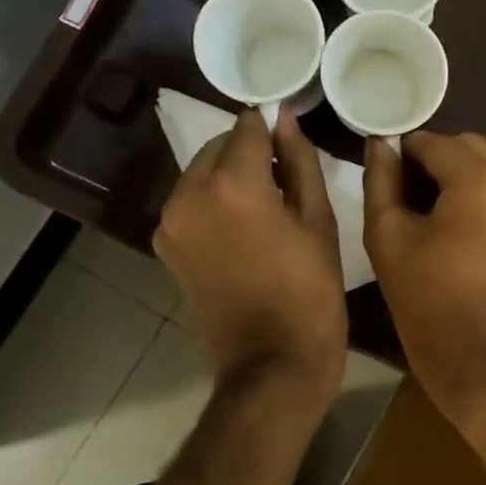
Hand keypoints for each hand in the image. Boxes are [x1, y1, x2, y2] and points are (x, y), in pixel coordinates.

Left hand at [155, 109, 345, 406]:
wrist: (272, 364)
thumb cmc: (311, 292)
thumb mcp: (319, 221)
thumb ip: (300, 161)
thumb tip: (285, 120)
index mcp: (232, 184)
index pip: (248, 127)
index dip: (273, 128)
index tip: (294, 141)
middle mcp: (189, 194)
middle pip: (219, 147)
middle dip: (250, 152)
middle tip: (287, 180)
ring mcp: (171, 223)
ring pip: (201, 174)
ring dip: (231, 176)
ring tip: (269, 207)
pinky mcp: (166, 247)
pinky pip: (191, 203)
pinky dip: (215, 202)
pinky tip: (246, 229)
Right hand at [363, 132, 485, 415]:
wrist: (480, 356)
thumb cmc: (427, 299)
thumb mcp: (388, 236)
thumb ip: (381, 179)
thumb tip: (380, 143)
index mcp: (482, 177)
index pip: (431, 142)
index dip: (403, 159)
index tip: (389, 187)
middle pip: (465, 147)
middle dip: (436, 164)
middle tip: (411, 203)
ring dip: (461, 177)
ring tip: (437, 218)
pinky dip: (485, 193)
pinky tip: (465, 227)